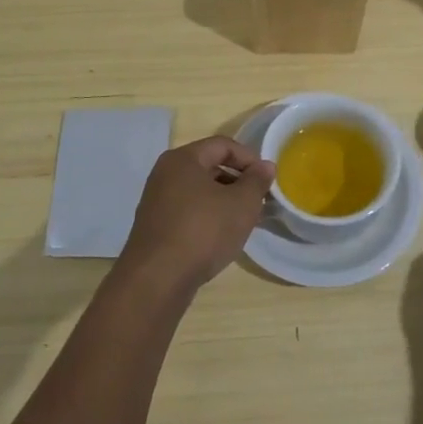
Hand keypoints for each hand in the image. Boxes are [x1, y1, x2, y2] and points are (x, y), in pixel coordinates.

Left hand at [116, 136, 275, 294]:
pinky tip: (222, 237)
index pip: (222, 145)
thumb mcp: (241, 204)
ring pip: (199, 191)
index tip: (267, 180)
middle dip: (238, 181)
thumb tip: (265, 166)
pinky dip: (208, 217)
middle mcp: (165, 174)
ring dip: (225, 201)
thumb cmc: (203, 231)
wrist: (157, 278)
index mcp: (183, 159)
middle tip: (259, 201)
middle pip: (209, 166)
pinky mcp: (155, 226)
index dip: (249, 158)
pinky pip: (188, 211)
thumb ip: (257, 181)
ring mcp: (157, 201)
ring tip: (245, 221)